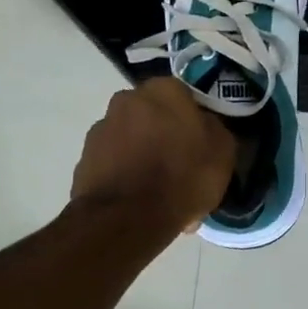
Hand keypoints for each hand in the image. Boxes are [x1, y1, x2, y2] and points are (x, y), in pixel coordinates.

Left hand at [71, 78, 234, 232]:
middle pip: (154, 116)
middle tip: (180, 167)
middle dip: (164, 136)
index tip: (201, 145)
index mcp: (163, 90)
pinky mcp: (84, 158)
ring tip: (159, 192)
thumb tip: (204, 125)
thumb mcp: (222, 152)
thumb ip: (214, 128)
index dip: (193, 121)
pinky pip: (115, 163)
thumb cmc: (182, 177)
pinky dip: (126, 176)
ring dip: (143, 156)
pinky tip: (139, 201)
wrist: (127, 218)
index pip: (184, 96)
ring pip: (132, 139)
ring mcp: (101, 128)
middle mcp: (127, 99)